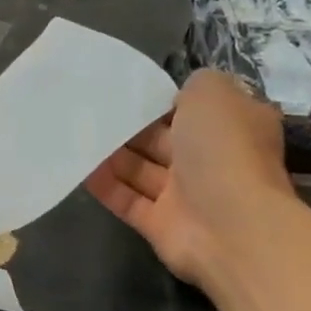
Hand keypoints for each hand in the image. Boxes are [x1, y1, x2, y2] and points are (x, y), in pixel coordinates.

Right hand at [84, 70, 296, 287]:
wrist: (231, 226)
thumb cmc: (224, 149)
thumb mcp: (213, 92)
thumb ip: (195, 84)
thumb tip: (178, 95)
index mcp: (233, 127)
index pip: (195, 108)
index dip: (164, 98)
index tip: (129, 89)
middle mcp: (212, 160)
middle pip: (163, 139)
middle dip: (131, 127)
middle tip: (92, 111)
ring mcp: (187, 196)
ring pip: (142, 170)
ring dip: (112, 154)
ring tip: (78, 134)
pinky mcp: (161, 225)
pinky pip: (127, 200)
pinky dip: (105, 185)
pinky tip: (79, 167)